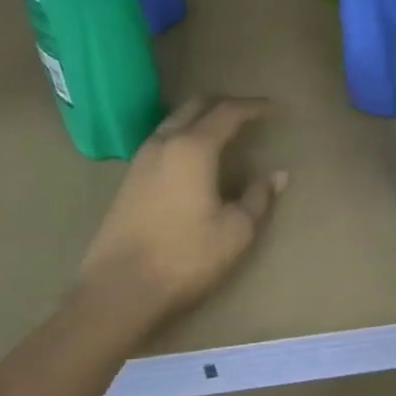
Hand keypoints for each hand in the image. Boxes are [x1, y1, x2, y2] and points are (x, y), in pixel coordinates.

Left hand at [78, 97, 286, 330]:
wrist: (118, 290)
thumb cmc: (184, 257)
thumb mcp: (235, 232)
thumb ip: (258, 198)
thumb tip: (278, 175)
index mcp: (193, 147)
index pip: (228, 112)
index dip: (254, 107)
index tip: (274, 109)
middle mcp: (164, 142)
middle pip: (197, 106)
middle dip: (225, 105)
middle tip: (250, 116)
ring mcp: (141, 159)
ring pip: (175, 121)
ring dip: (200, 119)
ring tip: (223, 133)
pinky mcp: (129, 178)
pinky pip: (162, 140)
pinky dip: (183, 136)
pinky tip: (193, 159)